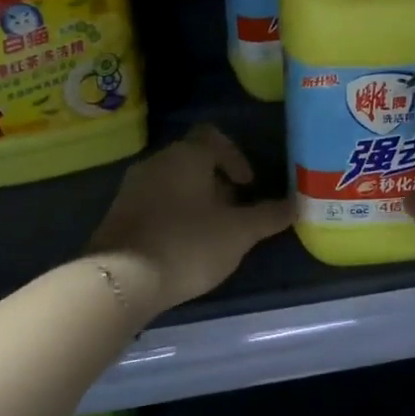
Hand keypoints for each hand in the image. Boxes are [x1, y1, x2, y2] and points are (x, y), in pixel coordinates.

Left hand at [88, 124, 292, 313]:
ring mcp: (132, 187)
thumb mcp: (239, 233)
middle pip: (193, 160)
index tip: (249, 186)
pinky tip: (183, 245)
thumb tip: (296, 205)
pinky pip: (154, 203)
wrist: (121, 279)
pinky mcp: (118, 214)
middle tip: (235, 212)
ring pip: (173, 183)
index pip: (214, 136)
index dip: (236, 157)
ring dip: (195, 200)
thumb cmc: (188, 244)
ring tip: (212, 232)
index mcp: (187, 155)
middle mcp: (157, 162)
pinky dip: (173, 215)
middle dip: (218, 183)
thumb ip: (269, 216)